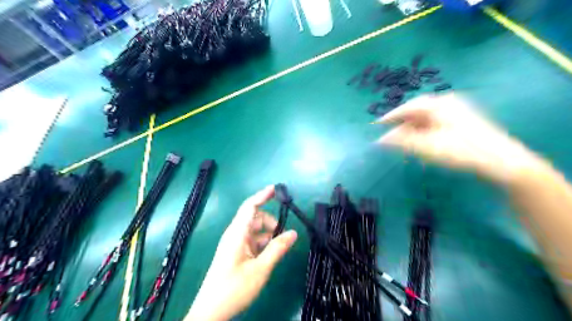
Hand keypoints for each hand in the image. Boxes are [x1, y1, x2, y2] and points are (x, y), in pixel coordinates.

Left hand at [186, 185, 296, 320]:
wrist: (211, 312)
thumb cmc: (234, 288)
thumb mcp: (260, 269)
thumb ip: (277, 249)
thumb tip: (293, 233)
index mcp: (237, 233)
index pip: (250, 206)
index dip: (263, 195)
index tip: (276, 189)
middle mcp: (234, 234)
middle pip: (254, 218)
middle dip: (270, 221)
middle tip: (283, 234)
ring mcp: (234, 244)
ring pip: (254, 230)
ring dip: (268, 233)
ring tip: (279, 246)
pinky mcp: (235, 253)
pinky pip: (251, 240)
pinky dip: (263, 242)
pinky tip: (270, 253)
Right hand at [378, 92, 541, 185]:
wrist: (501, 162)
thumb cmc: (461, 150)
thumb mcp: (427, 146)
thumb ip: (402, 142)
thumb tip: (381, 140)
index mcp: (439, 104)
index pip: (408, 107)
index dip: (391, 116)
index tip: (377, 124)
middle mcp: (448, 103)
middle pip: (417, 111)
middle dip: (402, 124)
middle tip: (389, 135)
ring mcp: (457, 112)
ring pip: (426, 119)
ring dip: (412, 129)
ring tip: (402, 142)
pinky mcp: (462, 123)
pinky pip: (435, 124)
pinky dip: (424, 132)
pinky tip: (420, 143)